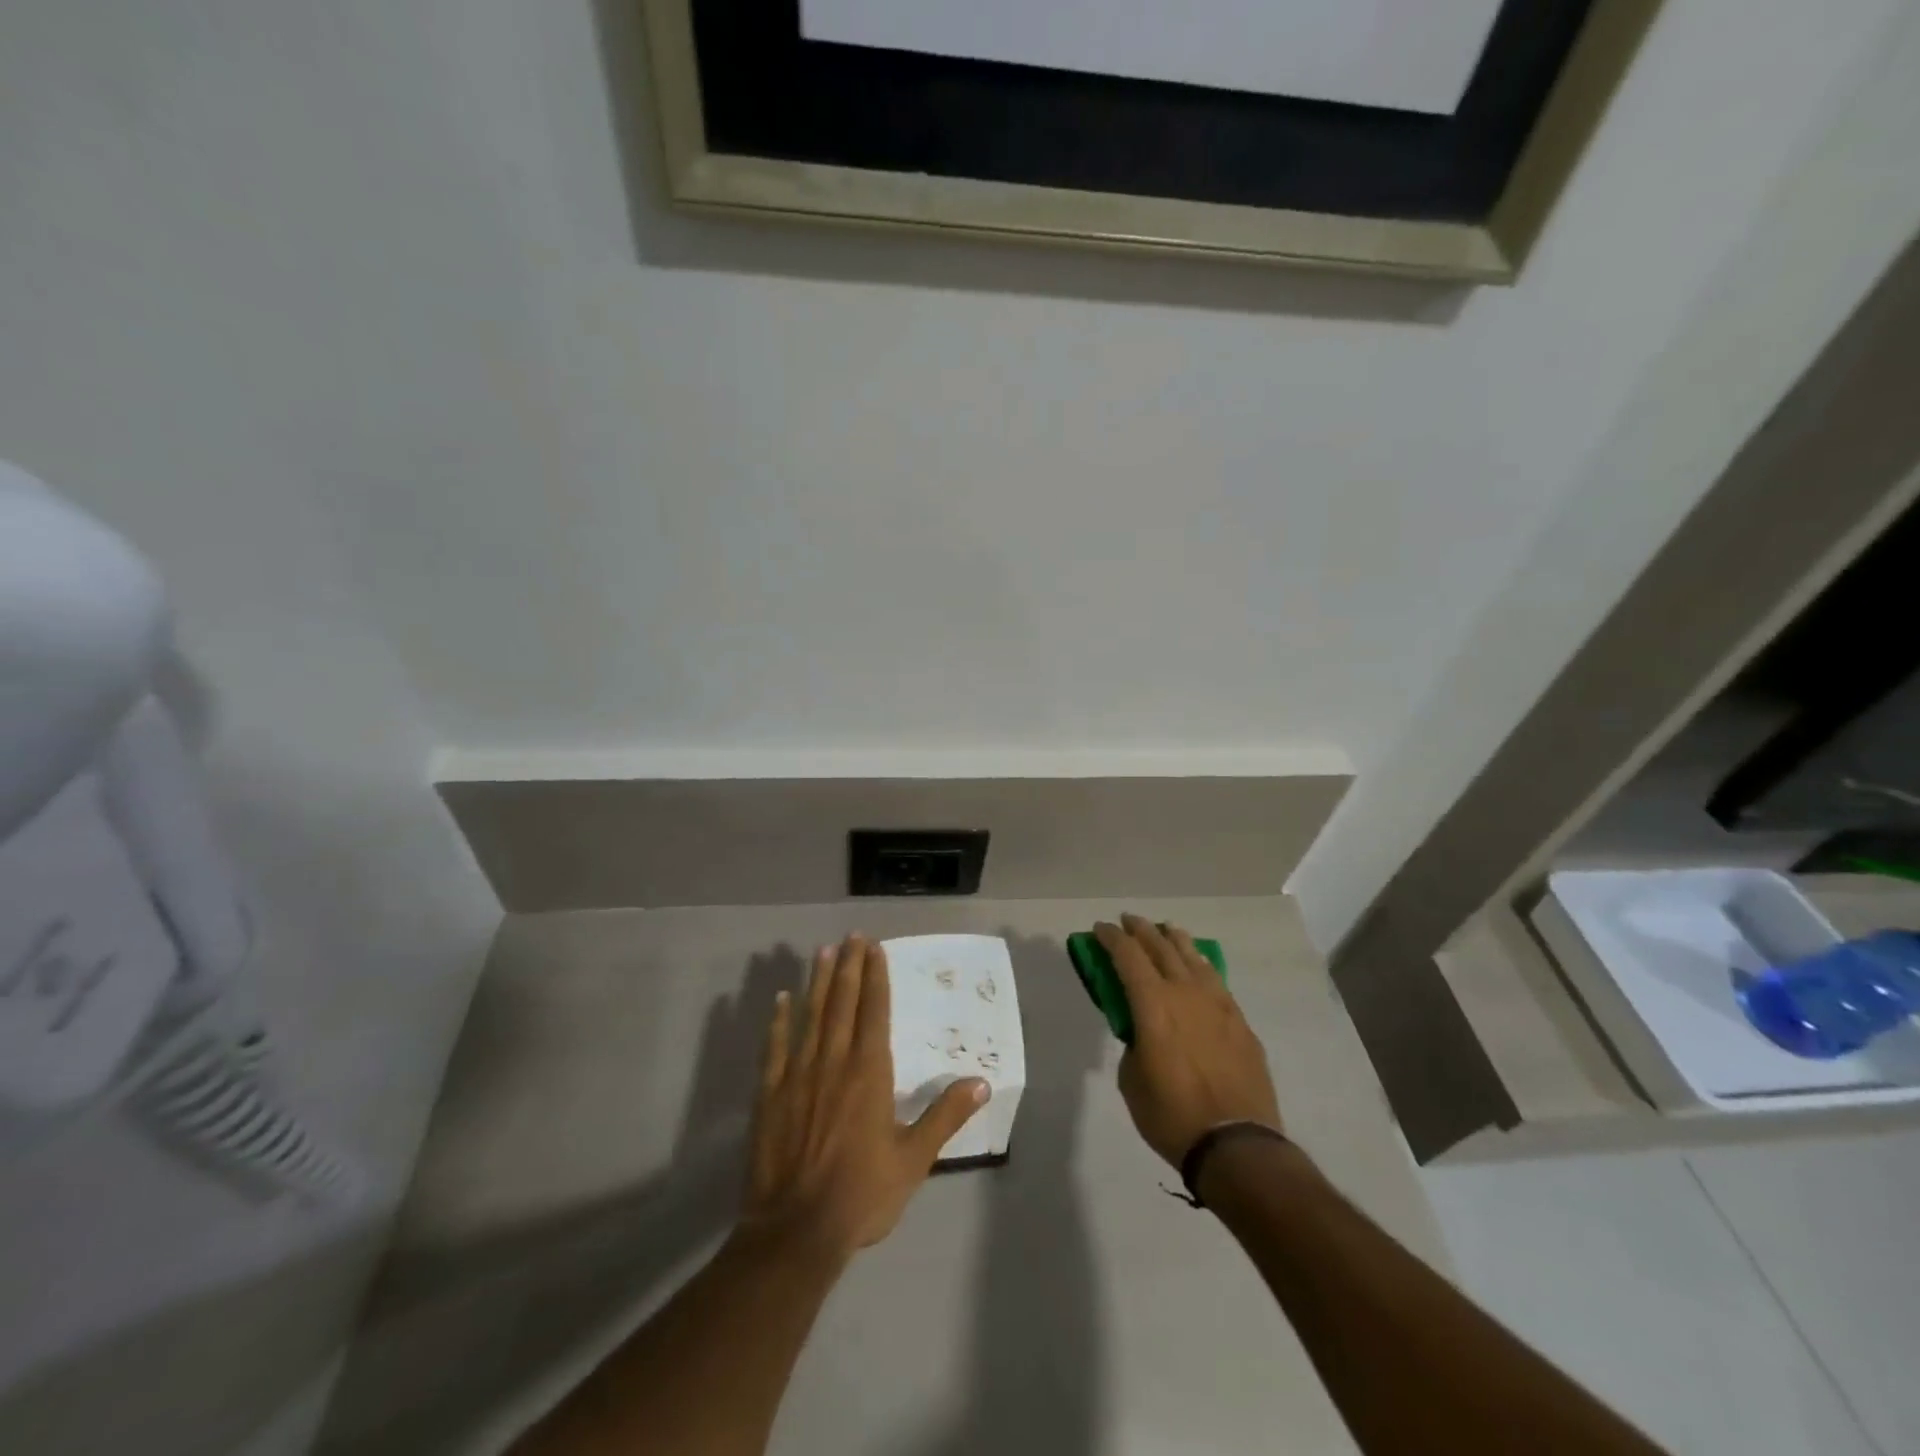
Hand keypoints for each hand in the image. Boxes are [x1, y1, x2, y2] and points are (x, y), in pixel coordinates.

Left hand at [743, 935, 988, 1258]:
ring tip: (823, 951)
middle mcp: (834, 1061)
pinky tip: (782, 999)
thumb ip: (946, 1116)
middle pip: (842, 1002)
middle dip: (848, 966)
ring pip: (811, 1015)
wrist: (796, 1230)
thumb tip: (982, 1083)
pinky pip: (776, 1046)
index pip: (874, 1011)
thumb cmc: (862, 1193)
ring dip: (818, 981)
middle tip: (851, 936)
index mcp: (869, 1072)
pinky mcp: (771, 1093)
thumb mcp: (914, 1159)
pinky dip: (779, 1020)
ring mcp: (799, 1074)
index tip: (875, 948)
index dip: (875, 977)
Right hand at [1097, 915, 1282, 1168]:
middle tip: (1128, 921)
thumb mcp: (1132, 1080)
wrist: (1237, 1144)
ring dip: (1175, 939)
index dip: (1111, 938)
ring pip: (1193, 957)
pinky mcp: (1239, 1021)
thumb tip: (1143, 1033)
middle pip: (1161, 947)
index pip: (1128, 956)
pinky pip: (1215, 980)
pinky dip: (1200, 965)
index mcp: (1153, 1004)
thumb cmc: (1172, 1115)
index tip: (1101, 928)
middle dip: (1141, 930)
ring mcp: (1217, 1004)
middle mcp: (1185, 993)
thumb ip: (1134, 1044)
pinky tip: (1198, 966)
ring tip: (1166, 930)